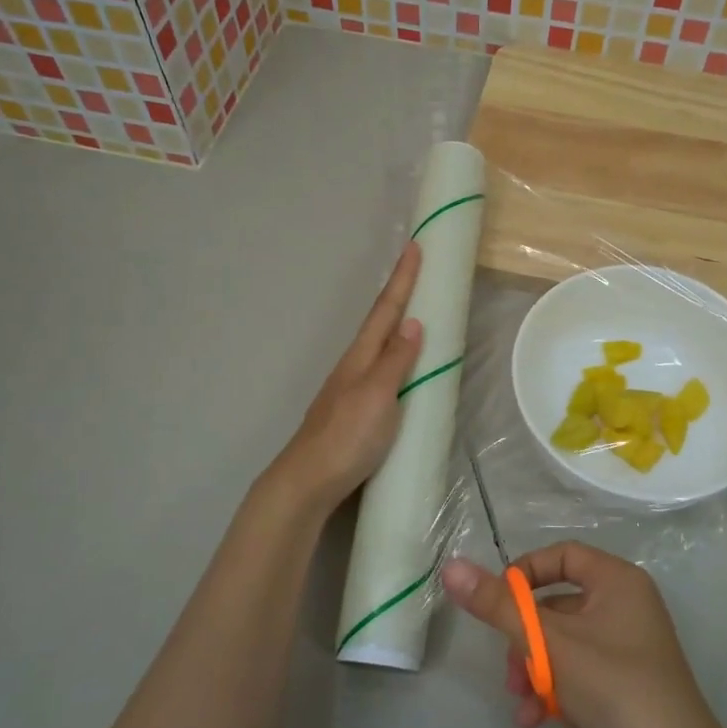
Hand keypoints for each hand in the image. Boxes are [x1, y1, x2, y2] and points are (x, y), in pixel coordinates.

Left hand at [267, 243, 423, 515]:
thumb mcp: (377, 396)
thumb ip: (396, 361)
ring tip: (415, 310)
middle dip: (399, 294)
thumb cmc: (347, 437)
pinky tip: (400, 366)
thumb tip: (413, 322)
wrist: (308, 481)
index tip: (415, 245)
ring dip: (396, 323)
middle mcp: (354, 366)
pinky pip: (379, 369)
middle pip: (380, 322)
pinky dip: (394, 355)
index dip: (402, 279)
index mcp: (361, 357)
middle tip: (418, 270)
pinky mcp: (353, 410)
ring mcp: (350, 388)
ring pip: (378, 346)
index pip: (386, 310)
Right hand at [442, 543, 726, 727]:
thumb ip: (498, 606)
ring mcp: (628, 647)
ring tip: (522, 703)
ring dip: (535, 670)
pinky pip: (579, 671)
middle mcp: (626, 605)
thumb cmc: (615, 689)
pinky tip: (537, 721)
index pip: (562, 555)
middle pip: (557, 603)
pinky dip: (556, 689)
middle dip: (525, 639)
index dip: (525, 574)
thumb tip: (451, 566)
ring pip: (563, 643)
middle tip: (510, 670)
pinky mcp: (626, 684)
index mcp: (618, 581)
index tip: (498, 603)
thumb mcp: (549, 644)